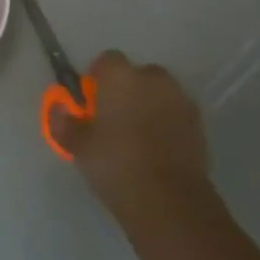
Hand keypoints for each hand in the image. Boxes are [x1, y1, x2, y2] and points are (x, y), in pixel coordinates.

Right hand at [50, 51, 214, 227]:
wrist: (168, 199)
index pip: (107, 60)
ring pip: (160, 94)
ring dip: (149, 106)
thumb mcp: (77, 145)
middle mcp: (154, 79)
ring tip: (136, 137)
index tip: (91, 102)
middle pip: (138, 75)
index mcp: (121, 76)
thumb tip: (60, 110)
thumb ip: (63, 122)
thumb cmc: (115, 162)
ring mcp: (181, 101)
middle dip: (127, 90)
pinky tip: (156, 151)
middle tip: (113, 120)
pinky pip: (176, 115)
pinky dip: (167, 124)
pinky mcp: (199, 125)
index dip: (98, 78)